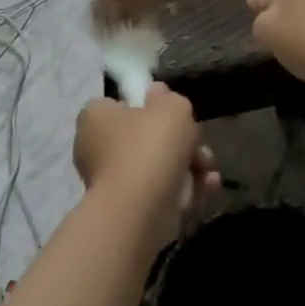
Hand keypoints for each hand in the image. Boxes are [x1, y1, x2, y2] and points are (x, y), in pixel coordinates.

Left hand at [73, 85, 219, 236]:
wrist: (141, 209)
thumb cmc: (150, 145)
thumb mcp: (172, 107)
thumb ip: (170, 98)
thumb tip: (158, 94)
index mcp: (96, 118)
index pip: (118, 104)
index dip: (147, 105)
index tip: (171, 111)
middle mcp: (97, 149)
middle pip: (146, 136)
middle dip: (181, 141)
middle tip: (198, 143)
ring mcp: (113, 182)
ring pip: (159, 166)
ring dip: (191, 166)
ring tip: (208, 169)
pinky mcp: (130, 211)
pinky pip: (161, 192)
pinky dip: (186, 190)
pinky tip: (208, 187)